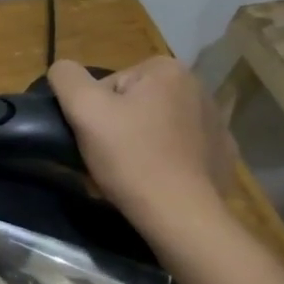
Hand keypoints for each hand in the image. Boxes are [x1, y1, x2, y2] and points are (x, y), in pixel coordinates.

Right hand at [49, 57, 234, 240]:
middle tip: (110, 158)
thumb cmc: (131, 157)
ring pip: (158, 125)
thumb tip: (62, 69)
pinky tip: (159, 179)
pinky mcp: (222, 152)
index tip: (97, 139)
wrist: (180, 214)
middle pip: (135, 103)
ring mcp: (215, 121)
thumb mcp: (84, 110)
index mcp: (166, 69)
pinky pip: (182, 148)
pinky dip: (168, 159)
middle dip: (119, 126)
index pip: (111, 85)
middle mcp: (197, 86)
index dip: (95, 112)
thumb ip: (67, 79)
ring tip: (133, 173)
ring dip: (142, 142)